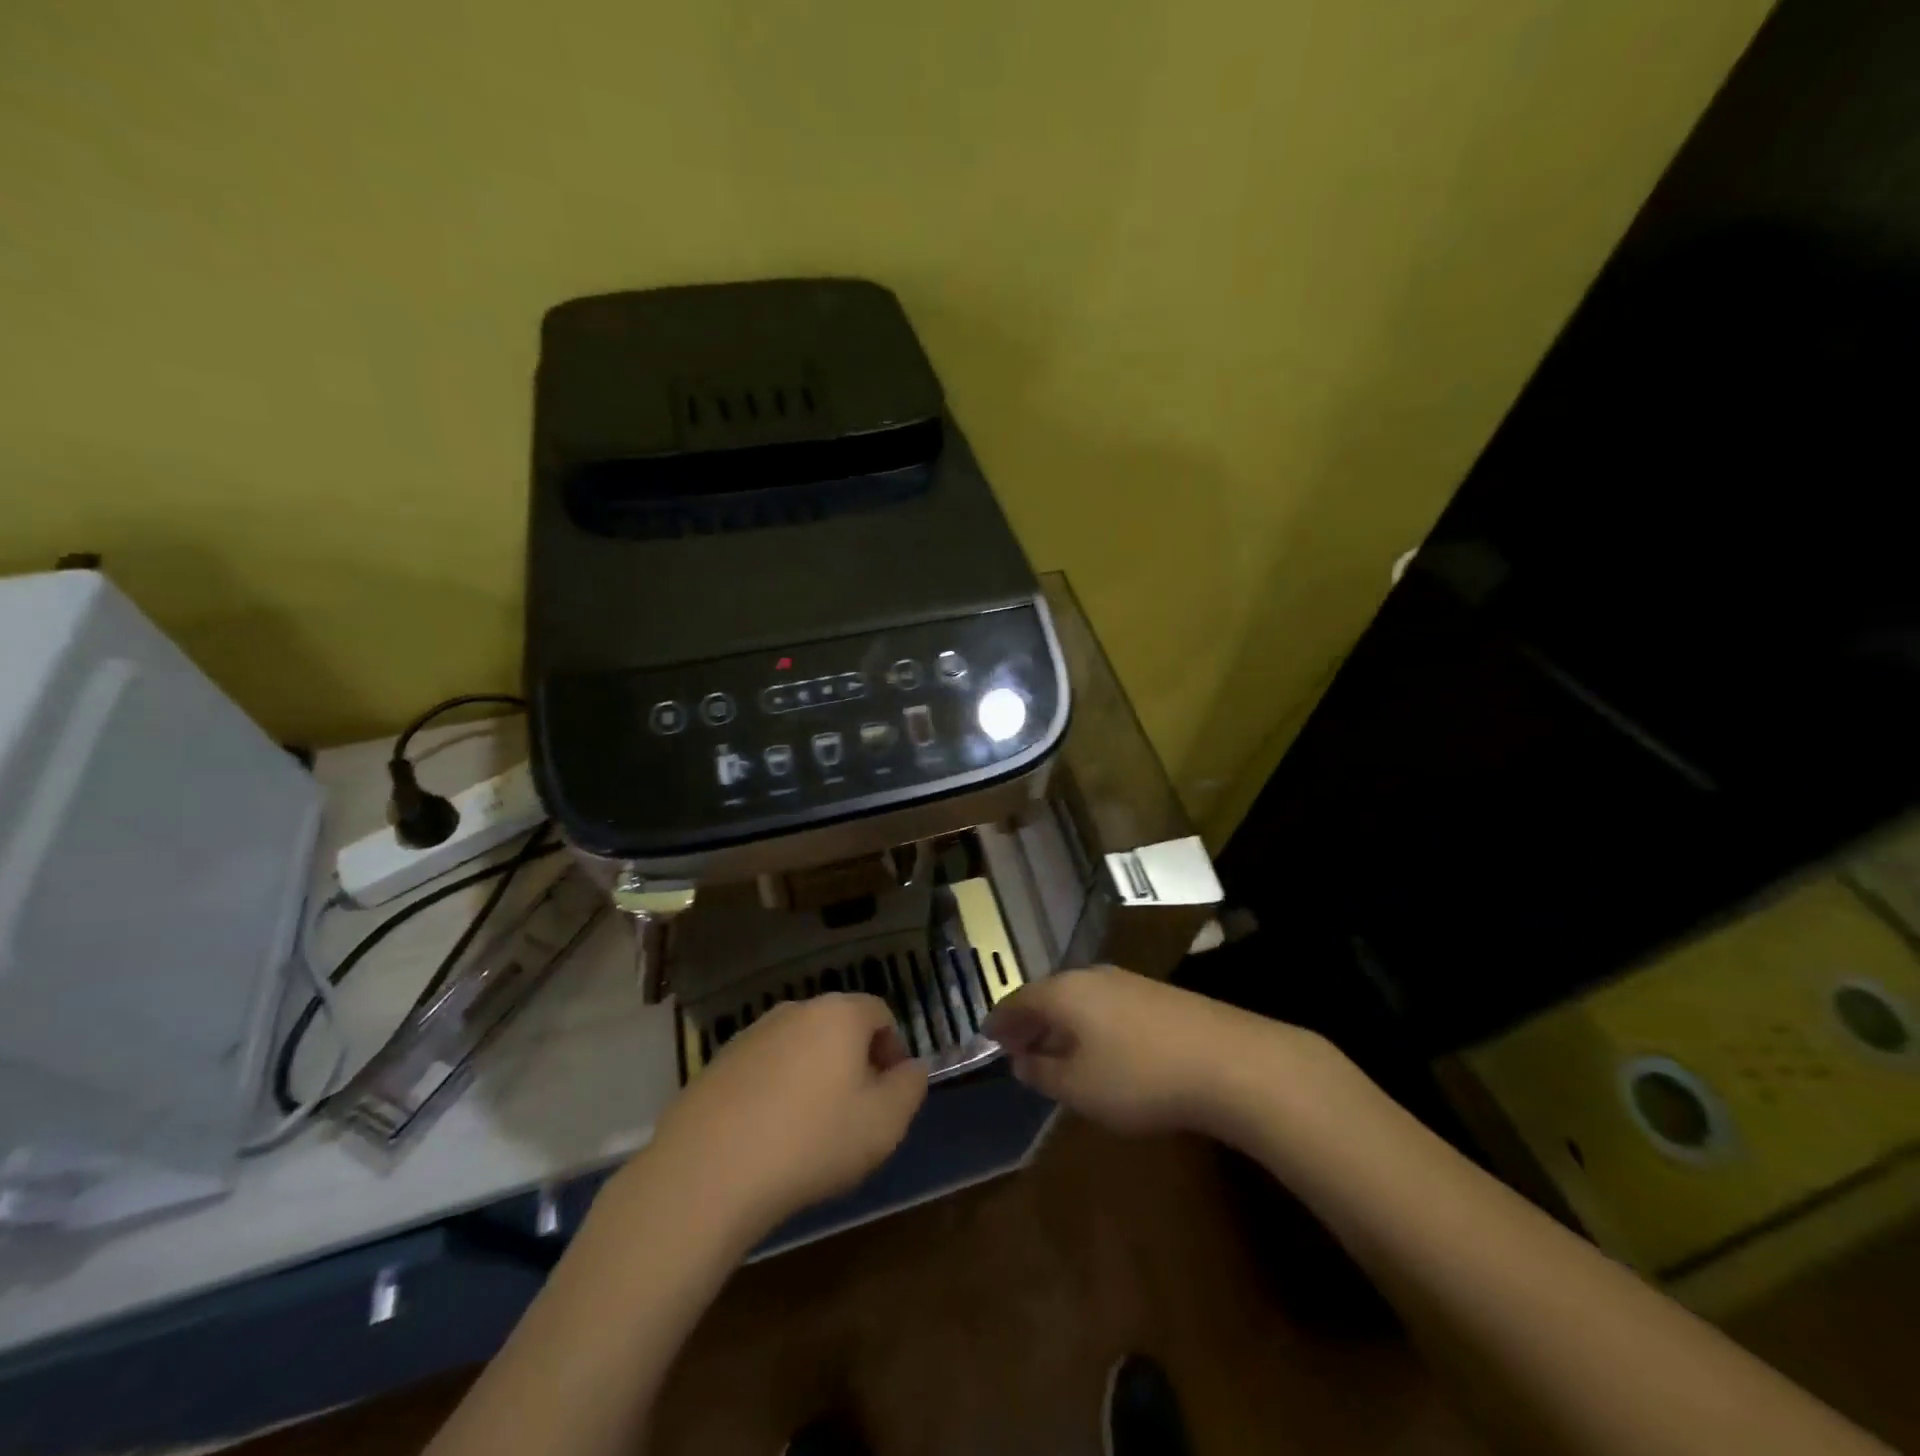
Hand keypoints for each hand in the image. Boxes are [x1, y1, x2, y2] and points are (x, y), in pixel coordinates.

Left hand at [640, 994, 927, 1240]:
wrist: (707, 1171)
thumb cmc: (811, 1141)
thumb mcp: (884, 1124)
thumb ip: (910, 1088)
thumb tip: (911, 1068)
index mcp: (839, 1014)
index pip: (880, 1012)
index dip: (893, 1048)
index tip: (890, 1092)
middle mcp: (795, 1010)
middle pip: (838, 1025)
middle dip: (854, 1060)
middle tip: (855, 1111)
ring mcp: (752, 1033)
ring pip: (799, 1046)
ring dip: (813, 1074)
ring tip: (810, 1128)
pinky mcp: (718, 1062)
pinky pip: (764, 1067)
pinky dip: (775, 1089)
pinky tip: (768, 1134)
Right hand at [984, 966, 1331, 1137]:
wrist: (1228, 1061)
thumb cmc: (1139, 1077)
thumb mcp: (1079, 1088)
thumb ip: (1043, 1073)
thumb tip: (1022, 1060)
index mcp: (1064, 992)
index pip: (1018, 1000)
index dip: (1000, 1021)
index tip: (987, 1037)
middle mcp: (1091, 976)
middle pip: (1048, 994)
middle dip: (1030, 1021)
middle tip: (1017, 1046)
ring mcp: (1127, 981)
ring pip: (1079, 999)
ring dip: (1061, 1023)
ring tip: (1055, 1051)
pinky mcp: (1156, 995)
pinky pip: (1106, 1005)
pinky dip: (1090, 1024)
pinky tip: (1100, 1049)